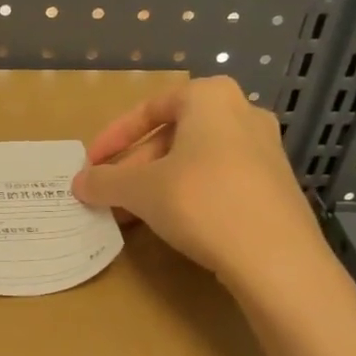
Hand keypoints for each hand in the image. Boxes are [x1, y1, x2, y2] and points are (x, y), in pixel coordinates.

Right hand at [71, 77, 327, 291]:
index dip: (114, 137)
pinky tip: (171, 225)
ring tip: (133, 214)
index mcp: (211, 97)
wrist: (276, 258)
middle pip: (173, 136)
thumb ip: (105, 181)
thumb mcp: (141, 190)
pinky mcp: (275, 186)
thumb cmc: (202, 202)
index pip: (150, 108)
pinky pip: (220, 181)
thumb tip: (80, 183)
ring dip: (158, 184)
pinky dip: (189, 196)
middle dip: (135, 166)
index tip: (92, 164)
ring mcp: (265, 151)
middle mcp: (243, 113)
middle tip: (110, 195)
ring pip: (196, 161)